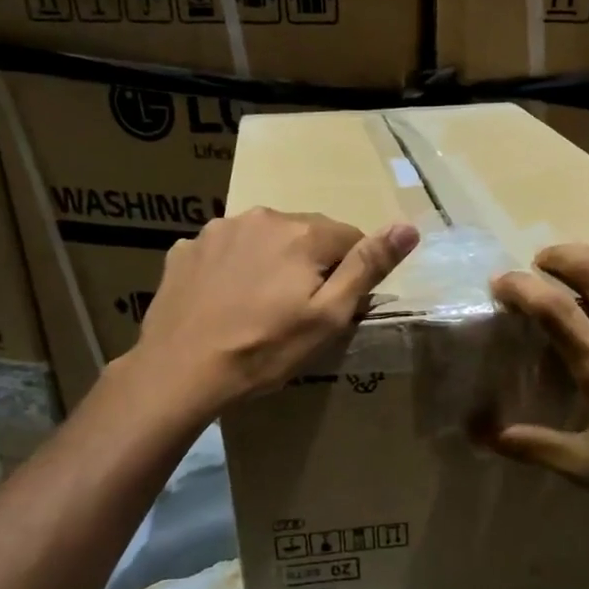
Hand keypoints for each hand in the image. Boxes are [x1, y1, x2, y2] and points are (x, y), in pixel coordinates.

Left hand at [131, 208, 418, 415]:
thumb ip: (368, 267)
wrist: (180, 372)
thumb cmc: (264, 350)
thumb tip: (408, 226)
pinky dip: (233, 269)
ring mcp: (217, 230)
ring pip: (263, 240)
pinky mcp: (185, 250)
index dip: (348, 274)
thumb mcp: (328, 316)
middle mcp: (260, 217)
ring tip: (258, 309)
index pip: (349, 237)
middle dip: (309, 265)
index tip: (332, 308)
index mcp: (301, 232)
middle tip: (296, 312)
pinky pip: (225, 251)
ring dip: (270, 263)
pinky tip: (224, 303)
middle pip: (305, 235)